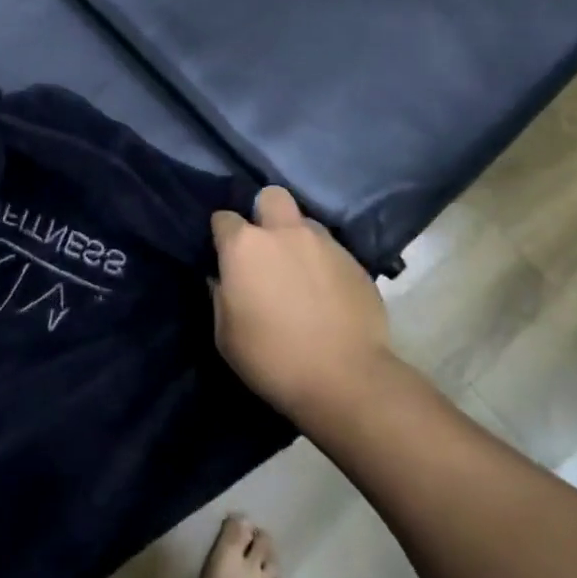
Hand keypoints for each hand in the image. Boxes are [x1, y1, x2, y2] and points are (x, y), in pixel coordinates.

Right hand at [210, 187, 400, 429]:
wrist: (348, 381)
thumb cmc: (273, 358)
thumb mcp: (226, 335)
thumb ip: (220, 296)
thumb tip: (222, 279)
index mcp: (245, 245)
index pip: (223, 218)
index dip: (222, 235)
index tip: (225, 256)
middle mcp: (284, 232)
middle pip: (271, 196)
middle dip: (265, 213)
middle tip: (267, 246)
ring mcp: (325, 244)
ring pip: (306, 223)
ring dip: (299, 240)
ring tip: (301, 273)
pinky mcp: (356, 263)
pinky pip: (334, 252)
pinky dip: (326, 266)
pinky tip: (328, 295)